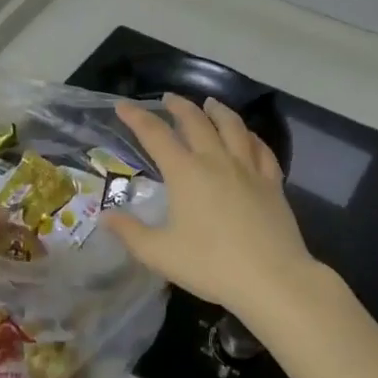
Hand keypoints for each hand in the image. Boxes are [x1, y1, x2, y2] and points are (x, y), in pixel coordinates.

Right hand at [102, 95, 318, 323]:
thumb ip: (130, 233)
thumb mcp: (159, 254)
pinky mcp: (272, 183)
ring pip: (233, 127)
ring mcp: (248, 169)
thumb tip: (106, 217)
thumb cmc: (210, 265)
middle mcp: (216, 161)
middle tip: (168, 99)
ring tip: (210, 103)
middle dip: (179, 107)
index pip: (155, 135)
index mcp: (185, 173)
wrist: (272, 279)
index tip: (123, 106)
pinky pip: (262, 149)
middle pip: (196, 122)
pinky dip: (251, 136)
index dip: (137, 118)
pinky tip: (248, 137)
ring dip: (218, 111)